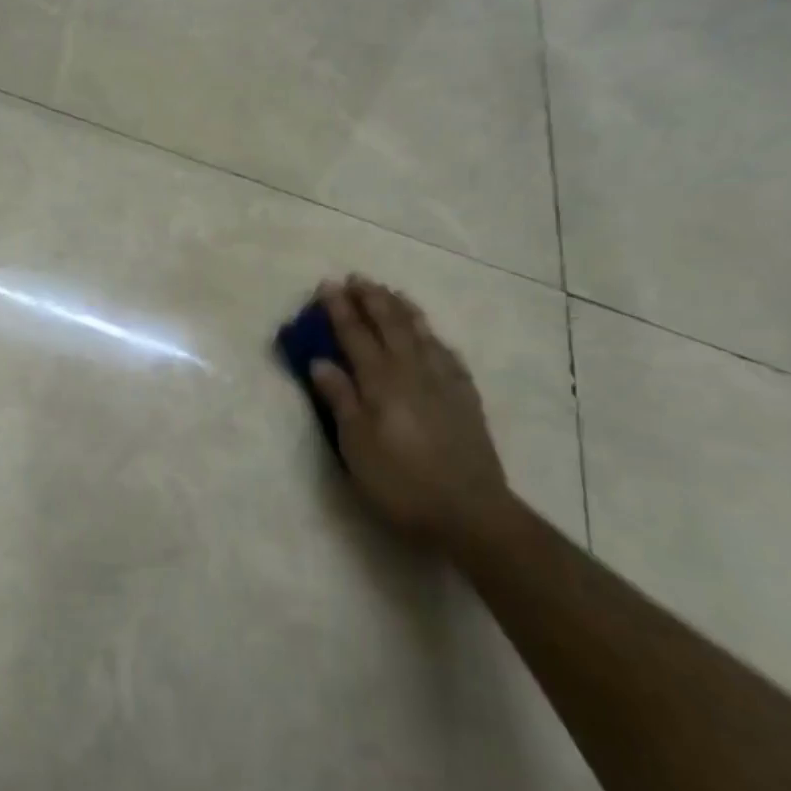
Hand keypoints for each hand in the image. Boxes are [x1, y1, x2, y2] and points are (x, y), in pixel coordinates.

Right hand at [310, 276, 513, 543]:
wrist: (470, 512)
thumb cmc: (401, 482)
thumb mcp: (357, 446)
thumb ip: (340, 400)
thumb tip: (320, 362)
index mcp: (381, 382)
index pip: (355, 335)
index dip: (340, 309)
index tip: (327, 285)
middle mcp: (412, 372)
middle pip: (390, 325)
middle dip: (372, 299)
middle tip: (357, 278)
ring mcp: (444, 383)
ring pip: (422, 334)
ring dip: (403, 310)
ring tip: (392, 293)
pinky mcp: (465, 399)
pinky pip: (449, 356)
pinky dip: (436, 340)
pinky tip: (434, 338)